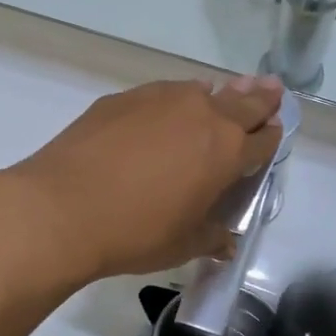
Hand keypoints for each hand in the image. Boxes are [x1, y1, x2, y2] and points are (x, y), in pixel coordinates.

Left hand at [0, 76, 283, 282]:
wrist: (62, 208)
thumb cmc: (135, 233)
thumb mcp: (183, 245)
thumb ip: (211, 238)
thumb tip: (225, 242)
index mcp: (226, 152)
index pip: (264, 140)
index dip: (271, 138)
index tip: (273, 133)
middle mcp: (201, 114)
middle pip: (243, 102)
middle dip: (260, 99)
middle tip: (271, 90)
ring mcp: (160, 99)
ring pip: (199, 91)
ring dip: (214, 97)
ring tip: (214, 101)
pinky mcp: (122, 98)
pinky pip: (160, 94)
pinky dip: (170, 102)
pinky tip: (159, 117)